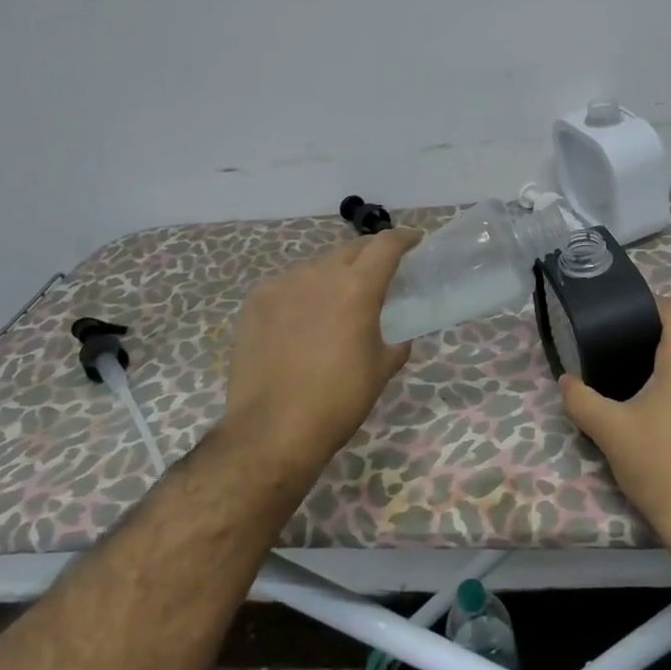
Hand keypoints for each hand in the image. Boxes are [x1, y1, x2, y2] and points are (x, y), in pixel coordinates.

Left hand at [222, 229, 420, 472]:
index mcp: (358, 288)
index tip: (414, 242)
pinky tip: (300, 321)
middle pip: (351, 250)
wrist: (271, 430)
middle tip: (379, 274)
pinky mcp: (256, 301)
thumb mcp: (382, 370)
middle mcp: (320, 275)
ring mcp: (283, 285)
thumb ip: (396, 341)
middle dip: (370, 256)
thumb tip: (397, 334)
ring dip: (333, 276)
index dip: (404, 239)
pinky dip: (302, 294)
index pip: (386, 245)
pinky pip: (287, 286)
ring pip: (317, 268)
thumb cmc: (338, 400)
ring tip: (336, 303)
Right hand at [561, 296, 670, 552]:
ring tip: (626, 386)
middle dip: (645, 344)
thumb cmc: (657, 462)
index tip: (622, 313)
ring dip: (659, 372)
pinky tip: (650, 417)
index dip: (648, 304)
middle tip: (611, 355)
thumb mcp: (607, 430)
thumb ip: (580, 399)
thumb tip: (565, 379)